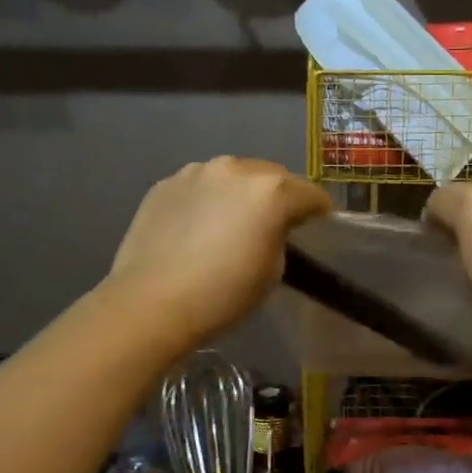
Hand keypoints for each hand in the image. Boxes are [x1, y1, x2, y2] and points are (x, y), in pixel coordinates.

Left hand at [107, 157, 331, 350]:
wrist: (151, 302)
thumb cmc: (223, 294)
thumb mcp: (273, 271)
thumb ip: (279, 237)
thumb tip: (271, 228)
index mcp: (271, 191)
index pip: (310, 194)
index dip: (320, 212)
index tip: (320, 225)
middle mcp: (236, 169)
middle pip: (272, 176)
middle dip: (280, 196)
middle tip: (277, 223)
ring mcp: (196, 172)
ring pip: (233, 176)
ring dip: (242, 193)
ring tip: (234, 221)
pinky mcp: (166, 184)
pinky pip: (201, 186)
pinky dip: (209, 199)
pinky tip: (200, 227)